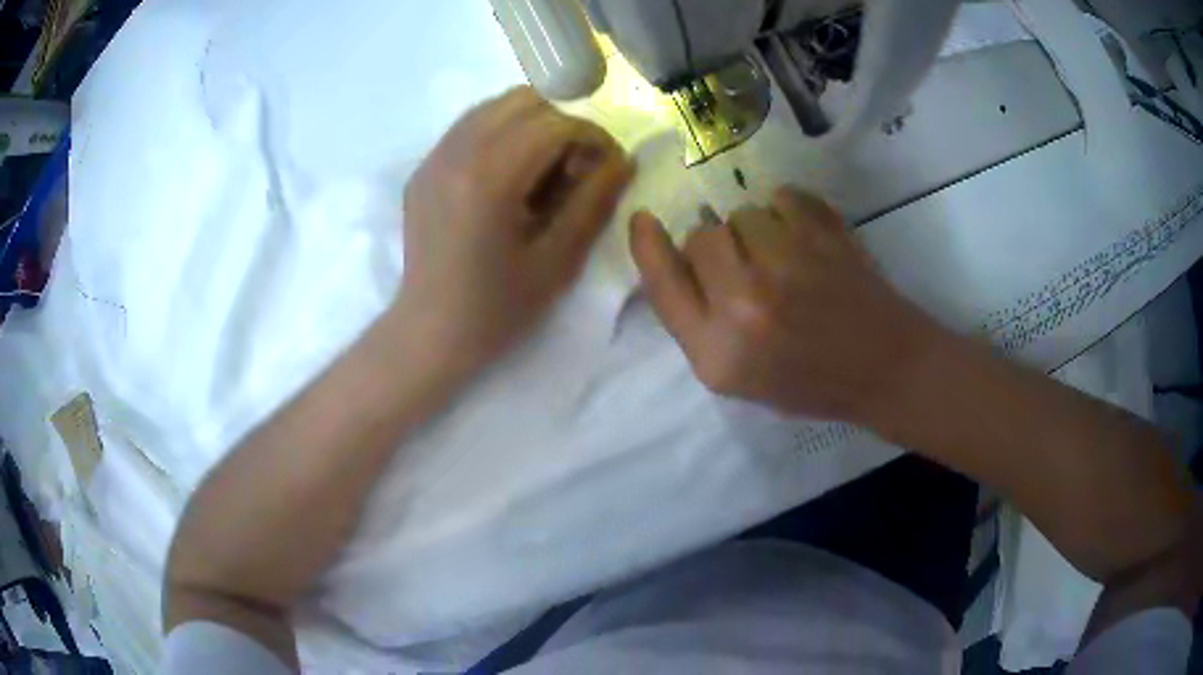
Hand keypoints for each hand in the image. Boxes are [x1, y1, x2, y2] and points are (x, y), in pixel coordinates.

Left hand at [395, 86, 633, 376]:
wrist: (430, 332)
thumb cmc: (497, 309)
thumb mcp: (558, 261)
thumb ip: (594, 202)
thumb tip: (623, 159)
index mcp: (489, 177)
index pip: (555, 123)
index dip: (593, 137)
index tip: (608, 165)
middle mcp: (456, 152)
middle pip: (524, 100)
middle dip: (562, 124)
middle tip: (575, 167)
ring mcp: (434, 157)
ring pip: (495, 106)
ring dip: (531, 124)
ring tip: (544, 169)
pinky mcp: (423, 168)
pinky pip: (470, 126)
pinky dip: (501, 134)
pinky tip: (509, 175)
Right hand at [630, 186, 941, 421]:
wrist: (883, 367)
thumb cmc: (809, 382)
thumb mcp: (738, 378)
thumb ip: (699, 324)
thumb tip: (676, 260)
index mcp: (717, 351)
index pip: (662, 284)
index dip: (647, 246)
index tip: (644, 220)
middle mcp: (744, 304)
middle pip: (702, 236)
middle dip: (718, 245)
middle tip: (749, 267)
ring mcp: (787, 264)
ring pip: (743, 213)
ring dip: (757, 229)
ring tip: (787, 258)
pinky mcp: (823, 237)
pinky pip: (783, 197)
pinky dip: (789, 210)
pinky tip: (806, 239)